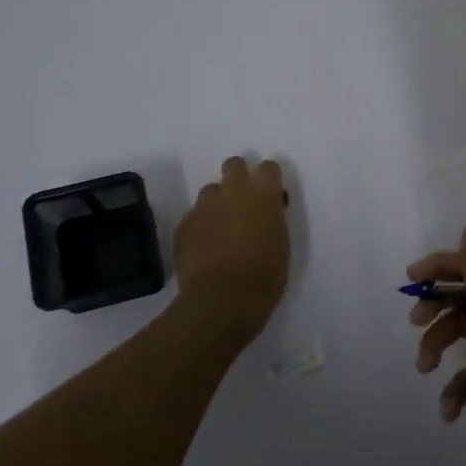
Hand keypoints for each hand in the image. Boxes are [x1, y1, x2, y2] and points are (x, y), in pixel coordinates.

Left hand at [173, 156, 289, 340]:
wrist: (221, 301)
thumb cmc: (264, 277)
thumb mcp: (281, 244)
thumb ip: (272, 219)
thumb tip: (265, 213)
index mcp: (263, 195)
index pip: (268, 167)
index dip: (269, 179)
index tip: (271, 195)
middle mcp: (233, 192)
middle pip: (234, 165)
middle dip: (238, 177)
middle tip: (243, 202)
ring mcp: (205, 207)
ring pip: (211, 190)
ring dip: (217, 203)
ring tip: (220, 228)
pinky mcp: (184, 225)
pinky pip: (194, 216)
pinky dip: (201, 226)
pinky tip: (204, 247)